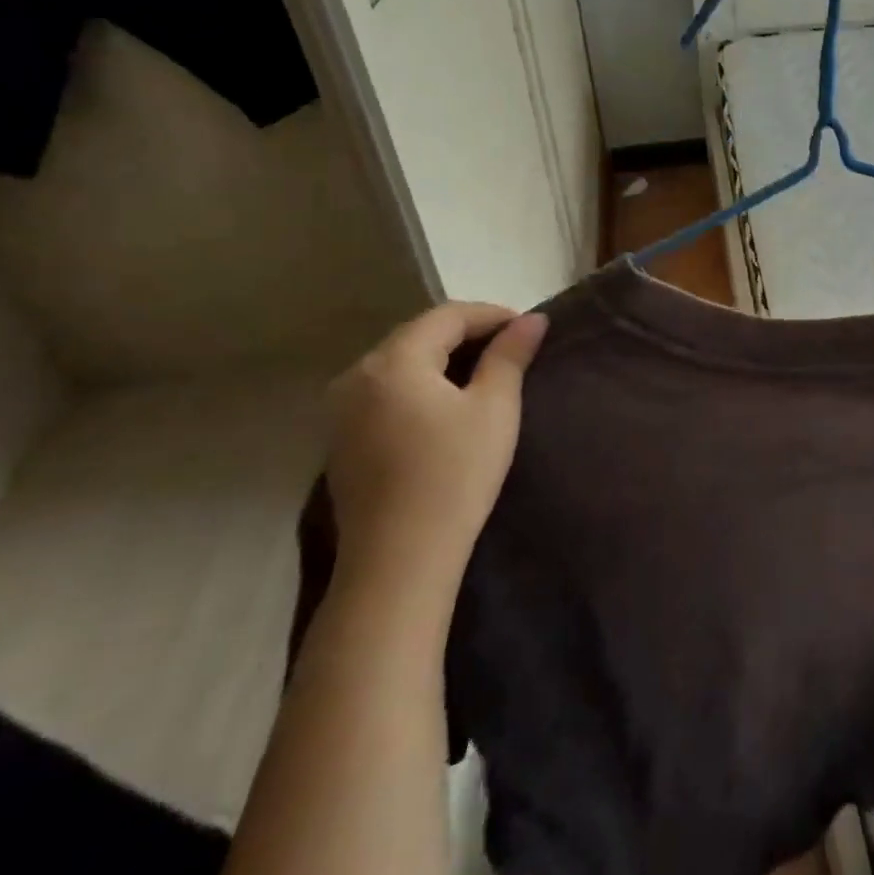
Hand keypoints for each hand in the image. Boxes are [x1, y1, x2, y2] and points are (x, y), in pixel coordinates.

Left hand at [324, 302, 547, 595]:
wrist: (399, 560)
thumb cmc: (454, 475)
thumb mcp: (494, 409)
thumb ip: (509, 356)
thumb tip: (532, 319)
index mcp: (393, 361)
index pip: (447, 316)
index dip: (491, 315)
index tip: (527, 327)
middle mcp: (357, 375)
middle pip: (418, 335)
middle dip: (466, 334)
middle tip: (510, 347)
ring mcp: (341, 409)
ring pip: (400, 362)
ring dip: (441, 358)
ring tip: (483, 372)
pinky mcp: (340, 439)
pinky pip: (385, 390)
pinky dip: (419, 383)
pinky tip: (445, 403)